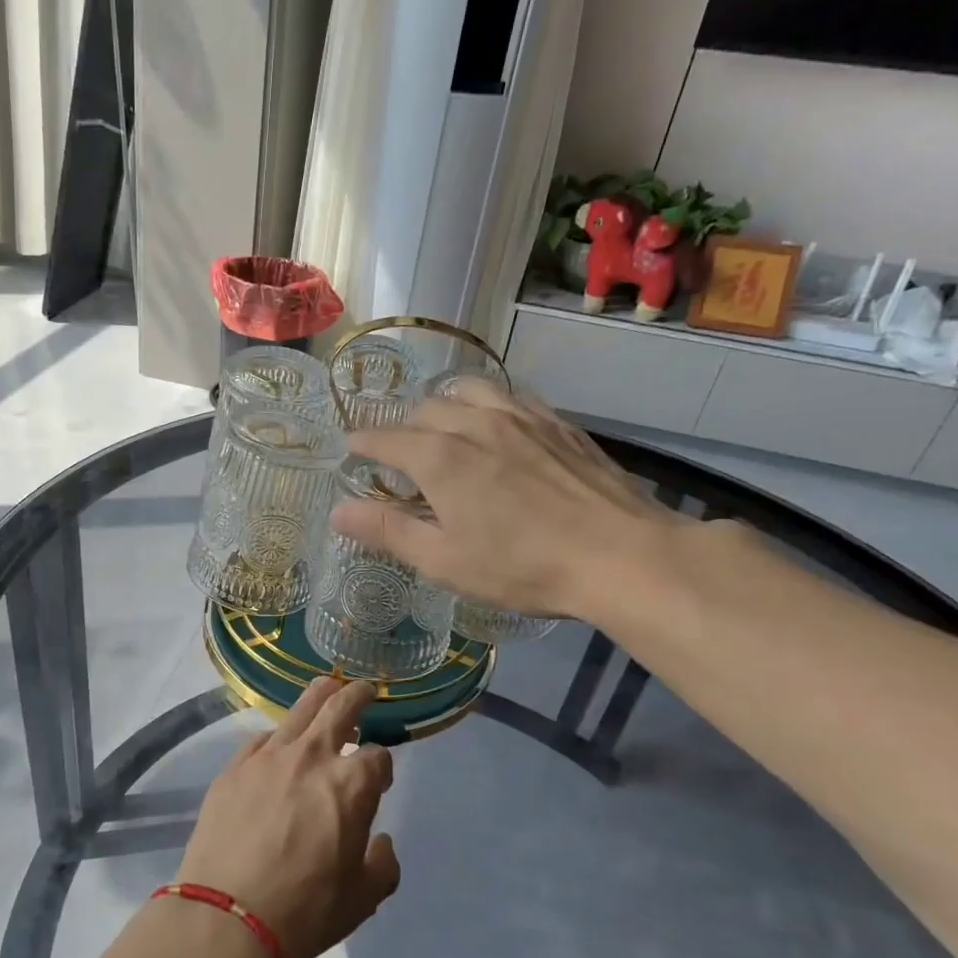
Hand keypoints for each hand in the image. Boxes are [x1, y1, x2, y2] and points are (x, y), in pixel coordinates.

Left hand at [176, 679, 400, 957]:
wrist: (226, 918)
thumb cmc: (305, 910)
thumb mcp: (363, 899)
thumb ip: (382, 864)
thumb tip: (378, 842)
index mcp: (351, 784)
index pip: (378, 756)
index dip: (383, 766)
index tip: (379, 778)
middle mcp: (312, 757)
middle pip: (340, 707)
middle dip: (357, 695)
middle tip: (364, 690)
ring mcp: (268, 757)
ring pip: (300, 709)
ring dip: (319, 695)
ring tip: (326, 688)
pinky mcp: (234, 767)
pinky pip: (262, 738)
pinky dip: (278, 736)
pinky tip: (278, 744)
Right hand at [330, 378, 686, 625]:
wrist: (619, 555)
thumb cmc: (521, 566)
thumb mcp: (443, 560)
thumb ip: (387, 530)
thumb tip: (337, 510)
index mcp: (439, 457)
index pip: (385, 438)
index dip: (362, 442)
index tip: (351, 449)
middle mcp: (474, 422)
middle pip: (423, 410)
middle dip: (401, 428)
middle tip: (397, 453)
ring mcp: (520, 416)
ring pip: (467, 391)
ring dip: (444, 404)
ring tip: (443, 425)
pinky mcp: (557, 423)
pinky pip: (510, 395)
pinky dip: (487, 403)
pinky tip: (496, 422)